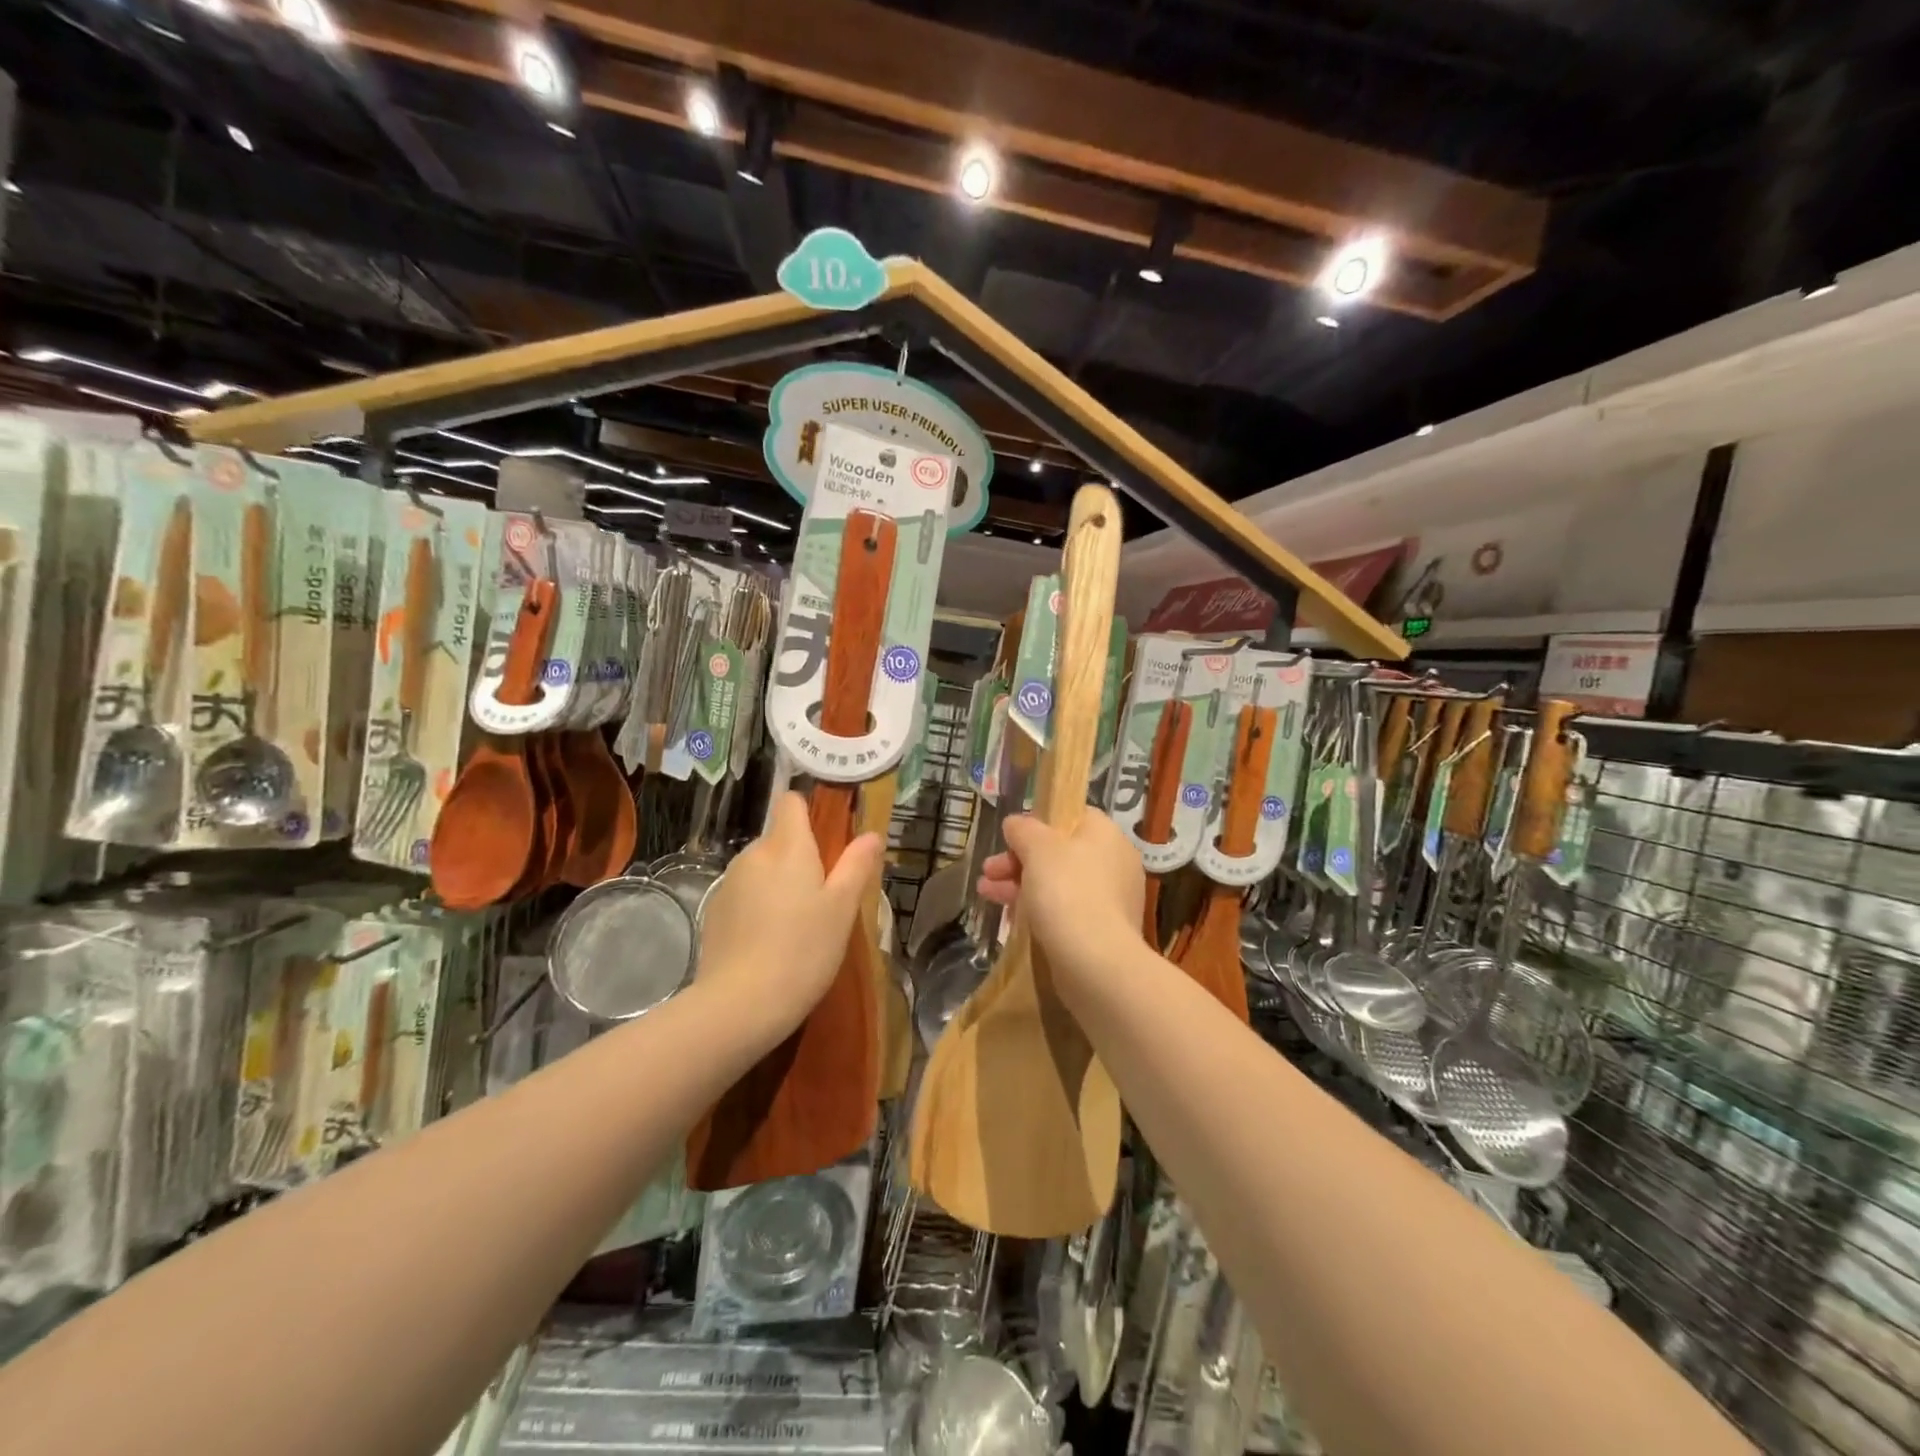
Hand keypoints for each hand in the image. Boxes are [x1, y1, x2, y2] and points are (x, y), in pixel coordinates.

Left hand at [696, 792, 882, 1043]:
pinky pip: (743, 895)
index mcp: (787, 847)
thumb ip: (857, 866)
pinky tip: (768, 943)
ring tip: (796, 926)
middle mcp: (753, 855)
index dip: (808, 812)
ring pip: (761, 869)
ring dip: (777, 884)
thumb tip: (872, 834)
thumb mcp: (842, 909)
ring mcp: (728, 884)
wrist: (740, 1005)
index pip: (790, 802)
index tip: (827, 839)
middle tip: (823, 898)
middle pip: (779, 839)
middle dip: (799, 858)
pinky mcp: (713, 912)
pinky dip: (757, 907)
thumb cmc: (803, 950)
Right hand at [978, 810, 1144, 987]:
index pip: (1072, 817)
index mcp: (1106, 835)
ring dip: (1020, 885)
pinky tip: (1010, 919)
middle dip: (1018, 861)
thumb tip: (1016, 823)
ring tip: (985, 894)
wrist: (1096, 962)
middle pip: (1060, 852)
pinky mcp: (1102, 931)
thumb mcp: (1038, 848)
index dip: (1038, 824)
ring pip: (1058, 884)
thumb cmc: (1067, 891)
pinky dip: (1038, 911)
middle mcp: (1114, 863)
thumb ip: (1024, 830)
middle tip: (988, 871)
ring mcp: (1110, 899)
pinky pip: (1065, 912)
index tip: (1010, 838)